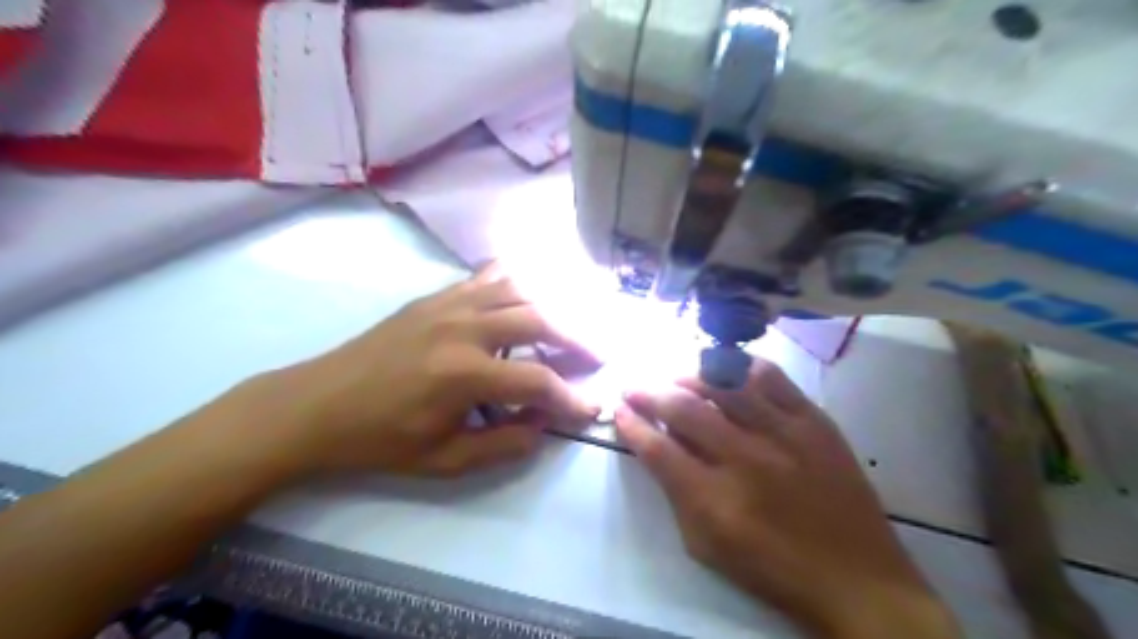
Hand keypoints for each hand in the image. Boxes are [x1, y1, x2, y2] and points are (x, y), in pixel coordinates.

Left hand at [255, 264, 595, 479]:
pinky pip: (487, 275)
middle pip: (540, 319)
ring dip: (552, 305)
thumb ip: (503, 444)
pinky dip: (516, 281)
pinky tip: (527, 294)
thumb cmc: (380, 439)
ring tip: (569, 326)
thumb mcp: (444, 460)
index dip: (571, 397)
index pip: (539, 381)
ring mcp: (450, 304)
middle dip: (577, 338)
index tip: (592, 407)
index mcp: (465, 374)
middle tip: (597, 355)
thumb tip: (543, 426)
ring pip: (519, 289)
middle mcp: (465, 328)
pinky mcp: (436, 296)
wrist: (317, 404)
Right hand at [614, 358, 958, 637]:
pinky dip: (741, 367)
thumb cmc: (773, 569)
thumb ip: (676, 494)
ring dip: (690, 375)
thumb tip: (657, 447)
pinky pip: (771, 377)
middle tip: (634, 386)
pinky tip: (726, 371)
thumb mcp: (707, 546)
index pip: (657, 448)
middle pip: (684, 408)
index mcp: (714, 500)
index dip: (631, 425)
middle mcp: (746, 457)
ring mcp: (784, 433)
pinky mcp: (815, 420)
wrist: (857, 579)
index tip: (619, 410)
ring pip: (724, 382)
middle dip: (648, 392)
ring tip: (676, 377)